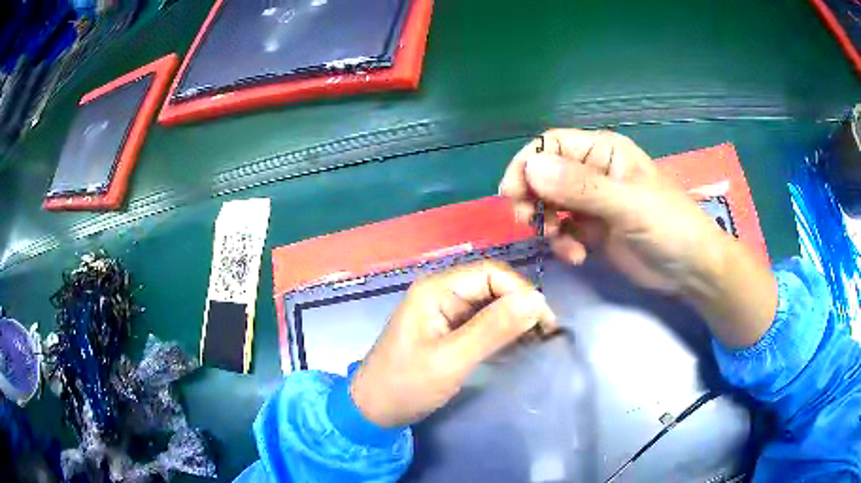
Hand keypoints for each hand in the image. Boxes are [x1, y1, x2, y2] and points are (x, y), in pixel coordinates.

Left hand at [349, 261, 556, 427]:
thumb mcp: (451, 360)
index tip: (546, 322)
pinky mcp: (447, 330)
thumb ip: (493, 329)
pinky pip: (481, 322)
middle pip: (492, 287)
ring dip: (514, 320)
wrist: (373, 410)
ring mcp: (444, 311)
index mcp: (436, 289)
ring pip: (489, 304)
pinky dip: (501, 332)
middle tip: (545, 334)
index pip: (491, 274)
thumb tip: (536, 300)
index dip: (522, 292)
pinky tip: (517, 346)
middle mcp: (441, 292)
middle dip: (521, 306)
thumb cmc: (406, 384)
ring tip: (537, 341)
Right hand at [499, 128, 776, 347]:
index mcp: (602, 152)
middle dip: (533, 197)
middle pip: (544, 174)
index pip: (552, 144)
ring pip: (549, 204)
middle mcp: (592, 172)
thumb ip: (581, 187)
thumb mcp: (627, 205)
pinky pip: (562, 231)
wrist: (690, 269)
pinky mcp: (592, 231)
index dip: (528, 163)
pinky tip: (576, 256)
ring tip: (559, 243)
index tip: (512, 192)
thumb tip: (531, 168)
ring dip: (546, 224)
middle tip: (528, 221)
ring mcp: (591, 203)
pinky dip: (562, 244)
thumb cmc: (669, 226)